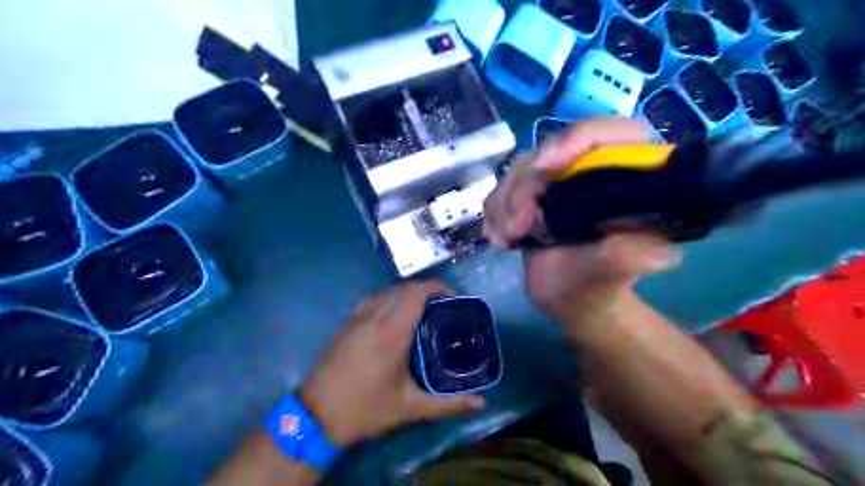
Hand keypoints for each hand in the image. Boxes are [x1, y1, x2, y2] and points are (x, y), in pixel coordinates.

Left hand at [302, 280, 482, 447]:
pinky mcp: (345, 323)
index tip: (451, 297)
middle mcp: (374, 317)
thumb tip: (481, 403)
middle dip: (425, 290)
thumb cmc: (365, 410)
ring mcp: (356, 318)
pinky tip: (393, 314)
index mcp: (392, 333)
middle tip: (441, 306)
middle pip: (403, 288)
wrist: (315, 417)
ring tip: (421, 308)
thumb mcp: (409, 408)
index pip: (416, 293)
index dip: (436, 287)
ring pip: (386, 291)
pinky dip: (388, 297)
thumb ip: (448, 405)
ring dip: (406, 293)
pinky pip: (371, 298)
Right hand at [484, 120, 679, 319]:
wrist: (567, 297)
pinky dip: (495, 210)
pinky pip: (505, 186)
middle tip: (515, 228)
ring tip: (504, 240)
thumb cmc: (595, 284)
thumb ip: (627, 257)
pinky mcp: (533, 191)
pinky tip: (497, 237)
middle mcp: (591, 168)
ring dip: (504, 203)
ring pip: (521, 168)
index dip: (576, 141)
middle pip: (552, 150)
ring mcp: (559, 178)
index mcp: (626, 176)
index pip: (609, 134)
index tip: (544, 168)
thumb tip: (661, 252)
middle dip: (525, 188)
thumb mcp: (609, 273)